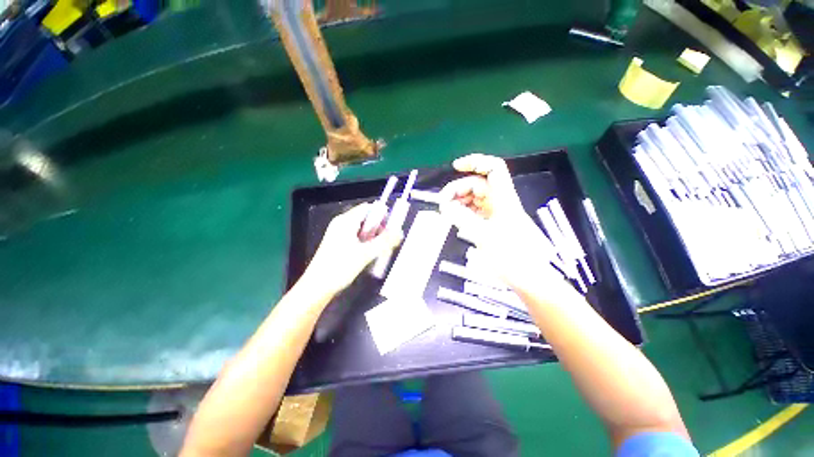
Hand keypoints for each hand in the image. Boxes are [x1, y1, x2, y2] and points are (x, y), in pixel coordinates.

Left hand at [301, 203, 402, 295]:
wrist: (317, 287)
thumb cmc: (340, 267)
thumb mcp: (365, 254)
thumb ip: (384, 241)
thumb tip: (400, 232)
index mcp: (346, 221)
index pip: (368, 208)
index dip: (382, 214)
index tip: (393, 226)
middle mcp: (342, 224)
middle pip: (366, 218)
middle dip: (379, 227)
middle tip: (388, 240)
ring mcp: (339, 233)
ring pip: (362, 229)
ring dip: (373, 236)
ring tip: (381, 248)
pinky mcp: (338, 243)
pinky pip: (356, 237)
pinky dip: (366, 242)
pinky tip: (371, 253)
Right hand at [439, 154, 567, 290]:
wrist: (530, 279)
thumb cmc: (512, 257)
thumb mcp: (484, 236)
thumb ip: (462, 219)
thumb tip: (444, 206)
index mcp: (504, 199)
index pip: (494, 168)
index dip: (475, 161)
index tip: (455, 167)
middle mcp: (500, 202)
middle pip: (477, 184)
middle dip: (458, 190)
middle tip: (443, 205)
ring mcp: (496, 213)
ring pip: (474, 199)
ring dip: (459, 202)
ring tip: (446, 213)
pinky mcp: (493, 224)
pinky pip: (475, 211)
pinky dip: (464, 212)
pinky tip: (455, 219)